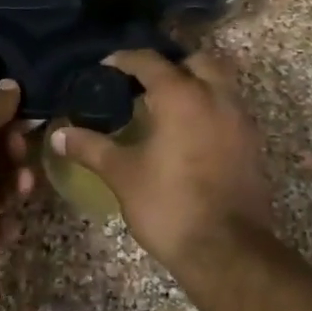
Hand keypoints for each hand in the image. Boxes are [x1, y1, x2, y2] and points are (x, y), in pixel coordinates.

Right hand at [51, 48, 273, 270]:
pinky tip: (190, 134)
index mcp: (181, 96)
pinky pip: (230, 110)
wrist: (226, 251)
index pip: (150, 61)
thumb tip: (59, 135)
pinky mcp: (252, 144)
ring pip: (219, 83)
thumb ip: (90, 147)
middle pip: (195, 62)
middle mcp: (215, 97)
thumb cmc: (168, 204)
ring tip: (167, 107)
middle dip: (171, 66)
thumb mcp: (122, 174)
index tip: (106, 67)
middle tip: (144, 84)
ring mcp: (240, 120)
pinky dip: (210, 109)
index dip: (125, 60)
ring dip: (195, 85)